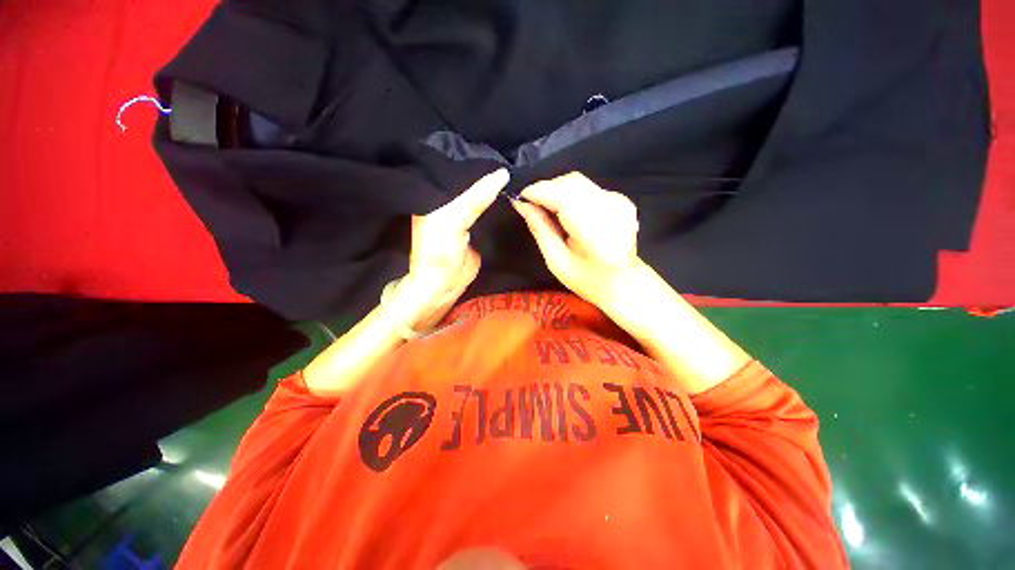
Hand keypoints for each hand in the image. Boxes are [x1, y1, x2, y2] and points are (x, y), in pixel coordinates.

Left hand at [391, 168, 509, 331]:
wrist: (445, 286)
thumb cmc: (439, 253)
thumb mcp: (452, 221)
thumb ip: (474, 199)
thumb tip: (502, 174)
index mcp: (437, 194)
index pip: (458, 168)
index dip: (476, 158)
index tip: (500, 146)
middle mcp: (451, 200)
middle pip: (472, 180)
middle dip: (489, 170)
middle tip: (515, 156)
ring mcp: (467, 214)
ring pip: (483, 195)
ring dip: (498, 187)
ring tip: (519, 170)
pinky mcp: (480, 227)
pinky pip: (492, 211)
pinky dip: (502, 204)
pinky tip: (516, 193)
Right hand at [512, 172, 639, 309]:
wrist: (625, 282)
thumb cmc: (587, 280)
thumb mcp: (557, 261)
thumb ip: (540, 229)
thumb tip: (522, 204)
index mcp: (596, 234)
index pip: (563, 197)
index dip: (538, 192)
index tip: (520, 198)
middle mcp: (611, 211)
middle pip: (570, 182)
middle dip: (545, 190)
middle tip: (531, 206)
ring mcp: (619, 202)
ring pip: (577, 181)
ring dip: (556, 190)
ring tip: (546, 210)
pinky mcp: (621, 199)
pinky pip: (587, 187)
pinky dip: (570, 194)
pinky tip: (566, 213)